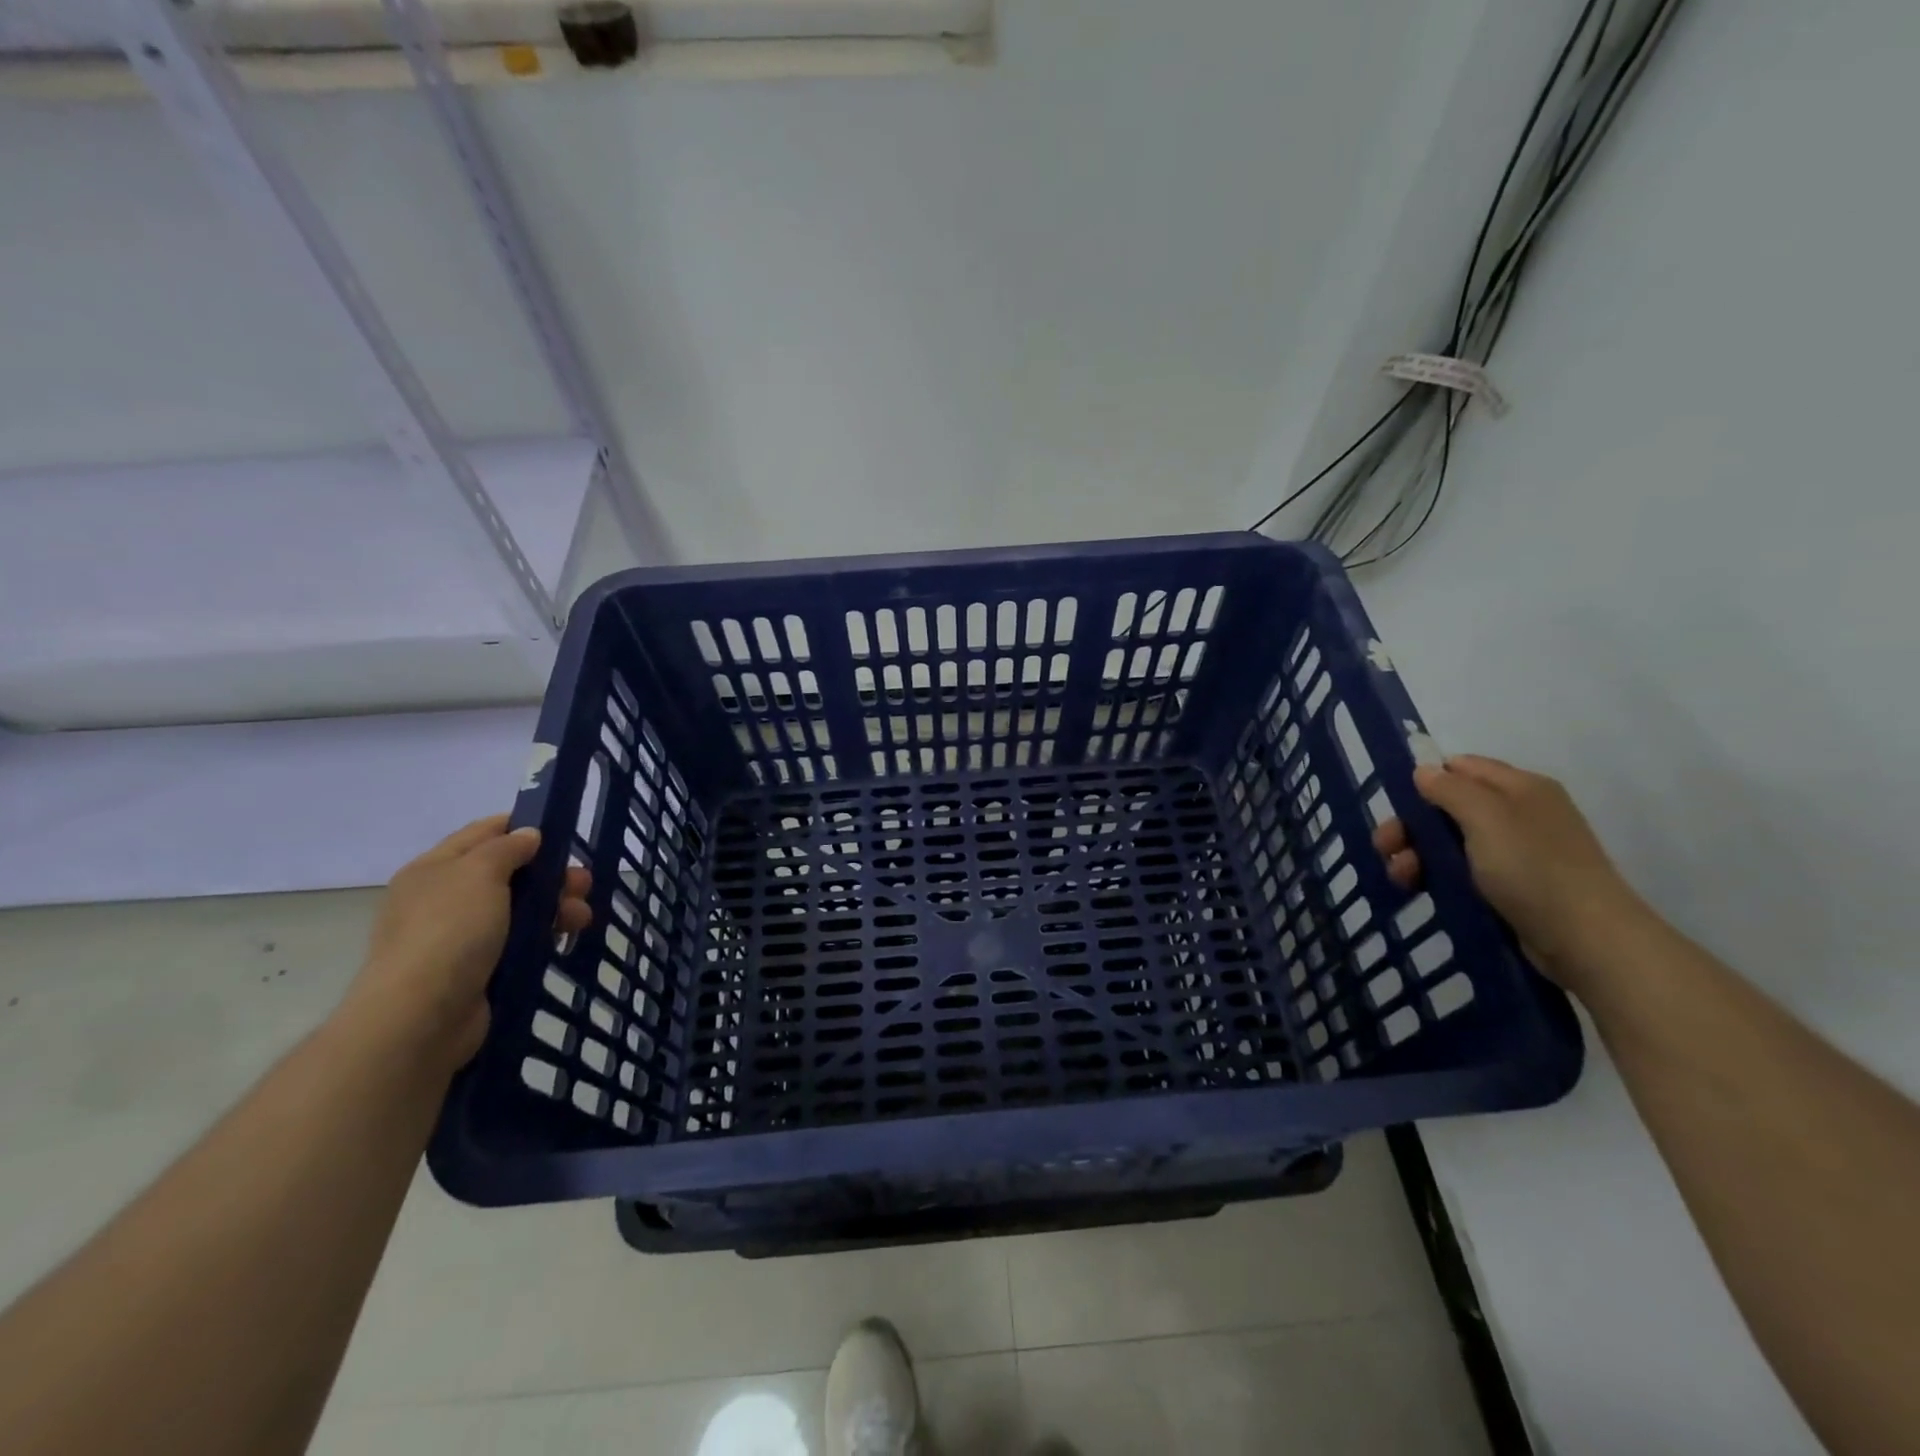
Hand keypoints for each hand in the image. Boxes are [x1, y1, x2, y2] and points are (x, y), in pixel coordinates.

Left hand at [342, 816, 591, 1071]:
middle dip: (550, 874)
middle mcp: (444, 898)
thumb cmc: (449, 932)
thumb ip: (507, 848)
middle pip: (508, 872)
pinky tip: (565, 939)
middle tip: (583, 883)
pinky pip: (518, 941)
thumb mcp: (479, 874)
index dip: (522, 826)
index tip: (563, 831)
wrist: (421, 1016)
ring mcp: (460, 936)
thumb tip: (528, 834)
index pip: (483, 833)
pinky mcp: (478, 968)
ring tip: (582, 917)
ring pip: (519, 908)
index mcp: (435, 868)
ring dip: (555, 906)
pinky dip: (543, 935)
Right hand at [1373, 755, 1647, 989]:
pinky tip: (1420, 888)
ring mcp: (1518, 851)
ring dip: (1418, 854)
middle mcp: (1520, 812)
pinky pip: (1463, 870)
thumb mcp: (1486, 818)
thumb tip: (1424, 771)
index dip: (1426, 780)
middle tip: (1385, 848)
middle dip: (1412, 825)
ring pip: (1451, 841)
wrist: (1587, 940)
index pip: (1461, 766)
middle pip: (1449, 806)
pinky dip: (1437, 875)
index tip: (1396, 805)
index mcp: (1520, 787)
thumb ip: (1449, 789)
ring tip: (1401, 877)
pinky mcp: (1513, 886)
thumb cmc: (1533, 868)